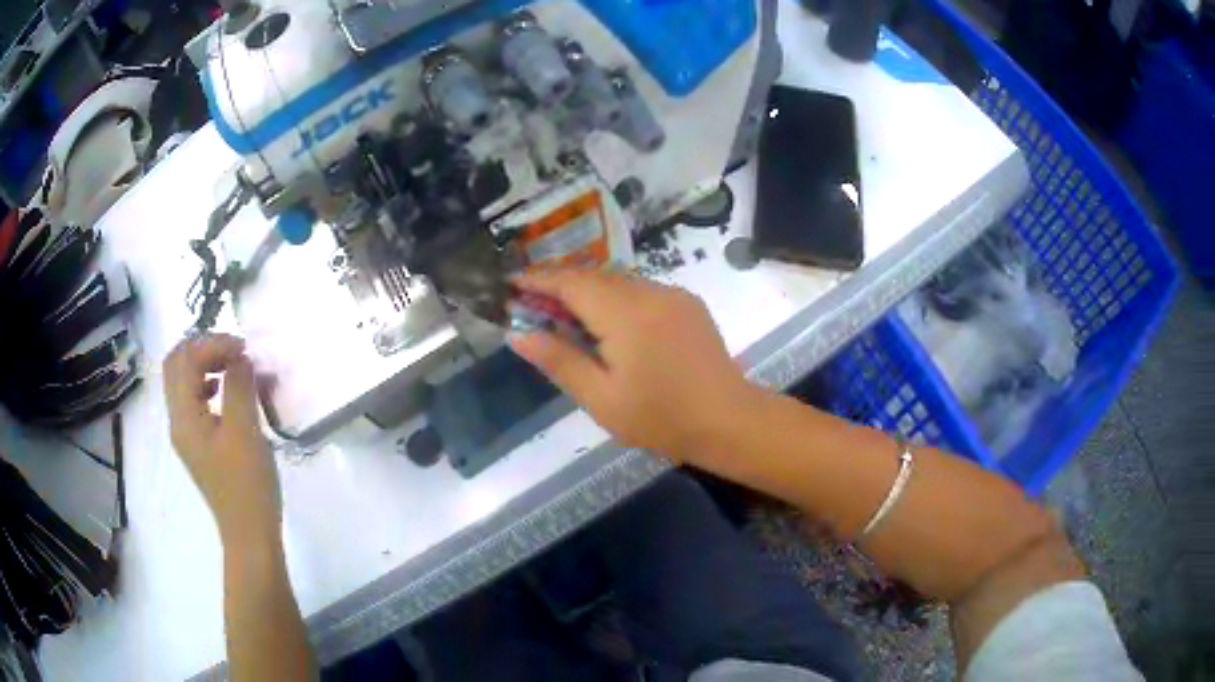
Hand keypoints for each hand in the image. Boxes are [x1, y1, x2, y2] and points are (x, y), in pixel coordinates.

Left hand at [164, 334, 279, 547]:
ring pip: (184, 382)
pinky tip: (230, 394)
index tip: (244, 349)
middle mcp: (178, 420)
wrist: (249, 533)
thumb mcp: (245, 430)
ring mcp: (186, 434)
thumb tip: (239, 357)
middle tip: (234, 351)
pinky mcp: (199, 444)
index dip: (212, 344)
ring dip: (205, 365)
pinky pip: (194, 400)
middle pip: (176, 366)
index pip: (185, 359)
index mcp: (184, 415)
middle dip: (203, 349)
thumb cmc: (247, 482)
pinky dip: (209, 385)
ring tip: (235, 367)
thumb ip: (239, 386)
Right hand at [509, 270, 756, 460]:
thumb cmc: (660, 418)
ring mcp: (672, 294)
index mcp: (624, 313)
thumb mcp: (601, 398)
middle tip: (532, 305)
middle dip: (560, 285)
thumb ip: (558, 361)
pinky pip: (641, 290)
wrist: (729, 420)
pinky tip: (609, 325)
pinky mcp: (688, 304)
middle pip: (594, 276)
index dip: (537, 280)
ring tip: (566, 317)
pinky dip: (615, 298)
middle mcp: (649, 291)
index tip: (510, 283)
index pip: (570, 282)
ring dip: (588, 292)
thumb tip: (518, 334)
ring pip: (618, 281)